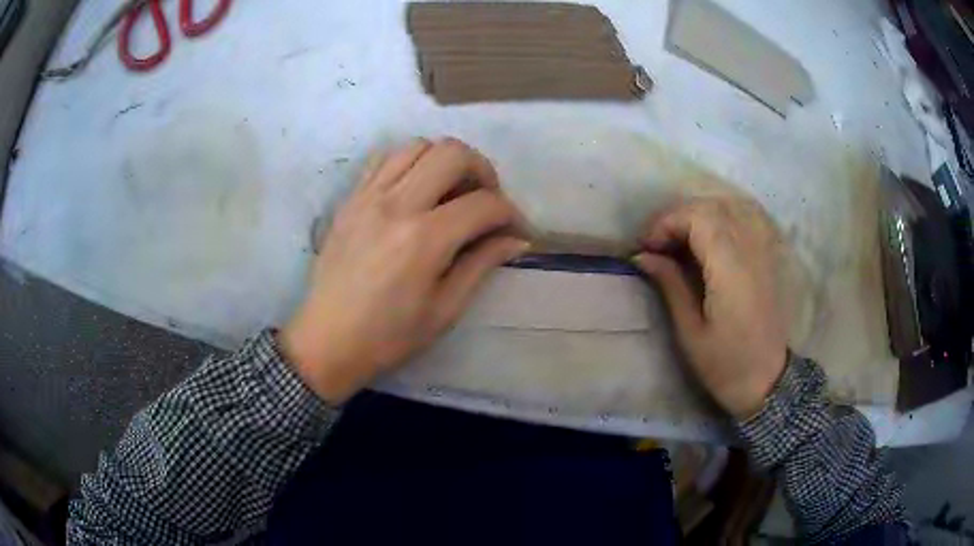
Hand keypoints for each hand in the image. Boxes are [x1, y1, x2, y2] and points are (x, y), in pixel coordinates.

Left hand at [281, 138, 528, 403]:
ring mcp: (368, 196)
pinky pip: (385, 159)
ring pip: (418, 145)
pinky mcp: (350, 199)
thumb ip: (482, 265)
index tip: (516, 230)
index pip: (484, 204)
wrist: (327, 340)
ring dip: (445, 161)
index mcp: (424, 239)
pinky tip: (416, 189)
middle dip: (483, 171)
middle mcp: (396, 205)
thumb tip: (517, 239)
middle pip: (452, 153)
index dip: (511, 214)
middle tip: (486, 200)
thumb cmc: (388, 336)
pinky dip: (410, 163)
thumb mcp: (444, 310)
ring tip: (451, 191)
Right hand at [633, 197, 787, 418]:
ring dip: (699, 214)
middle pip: (712, 207)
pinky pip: (744, 219)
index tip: (647, 247)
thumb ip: (670, 285)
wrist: (767, 381)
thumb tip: (642, 256)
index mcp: (730, 271)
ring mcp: (762, 252)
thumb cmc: (725, 364)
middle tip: (657, 243)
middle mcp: (749, 252)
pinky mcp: (766, 258)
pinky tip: (708, 236)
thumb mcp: (690, 332)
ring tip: (680, 238)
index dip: (667, 222)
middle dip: (678, 216)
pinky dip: (721, 217)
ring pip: (729, 207)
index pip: (699, 218)